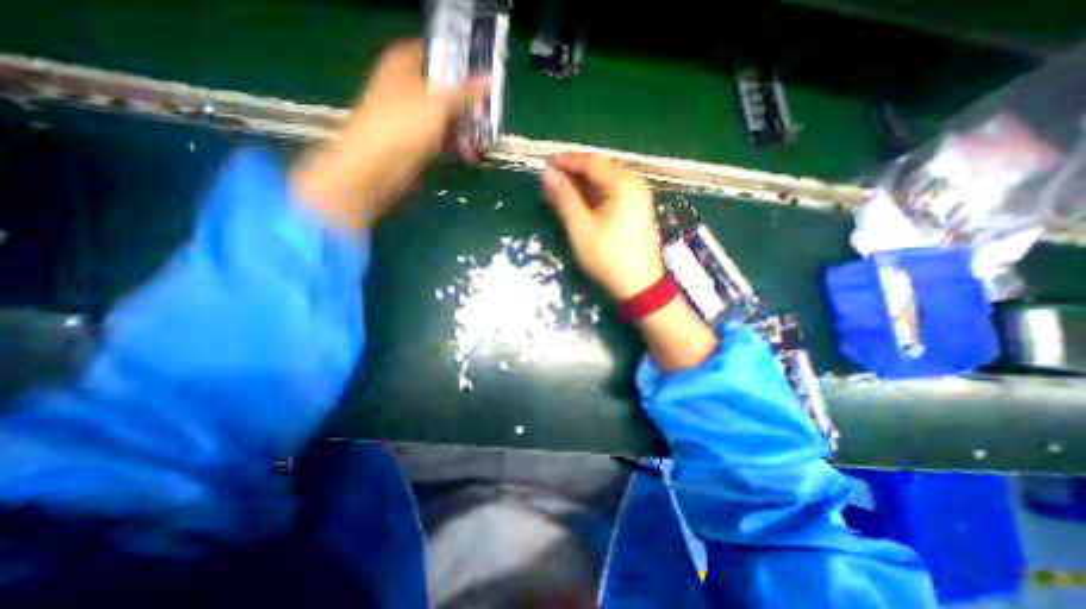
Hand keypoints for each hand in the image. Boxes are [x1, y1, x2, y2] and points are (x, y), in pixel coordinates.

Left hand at [294, 39, 487, 226]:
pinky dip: (455, 145)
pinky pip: (441, 138)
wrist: (377, 168)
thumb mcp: (439, 102)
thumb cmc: (404, 125)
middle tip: (488, 115)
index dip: (460, 62)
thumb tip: (489, 79)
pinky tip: (468, 154)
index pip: (436, 52)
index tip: (483, 75)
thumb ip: (466, 91)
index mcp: (404, 63)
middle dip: (468, 104)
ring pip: (445, 117)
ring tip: (480, 143)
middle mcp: (407, 86)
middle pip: (445, 89)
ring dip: (465, 130)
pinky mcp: (416, 142)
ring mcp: (411, 117)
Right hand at [542, 155, 667, 300]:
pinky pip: (610, 196)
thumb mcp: (580, 227)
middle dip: (572, 175)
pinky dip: (592, 198)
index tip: (544, 165)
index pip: (591, 162)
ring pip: (603, 184)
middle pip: (598, 171)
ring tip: (558, 195)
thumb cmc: (608, 256)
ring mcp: (636, 198)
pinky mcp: (635, 212)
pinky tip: (577, 206)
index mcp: (623, 183)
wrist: (638, 286)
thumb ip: (564, 198)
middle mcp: (633, 184)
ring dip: (580, 188)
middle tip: (549, 184)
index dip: (566, 162)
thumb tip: (548, 174)